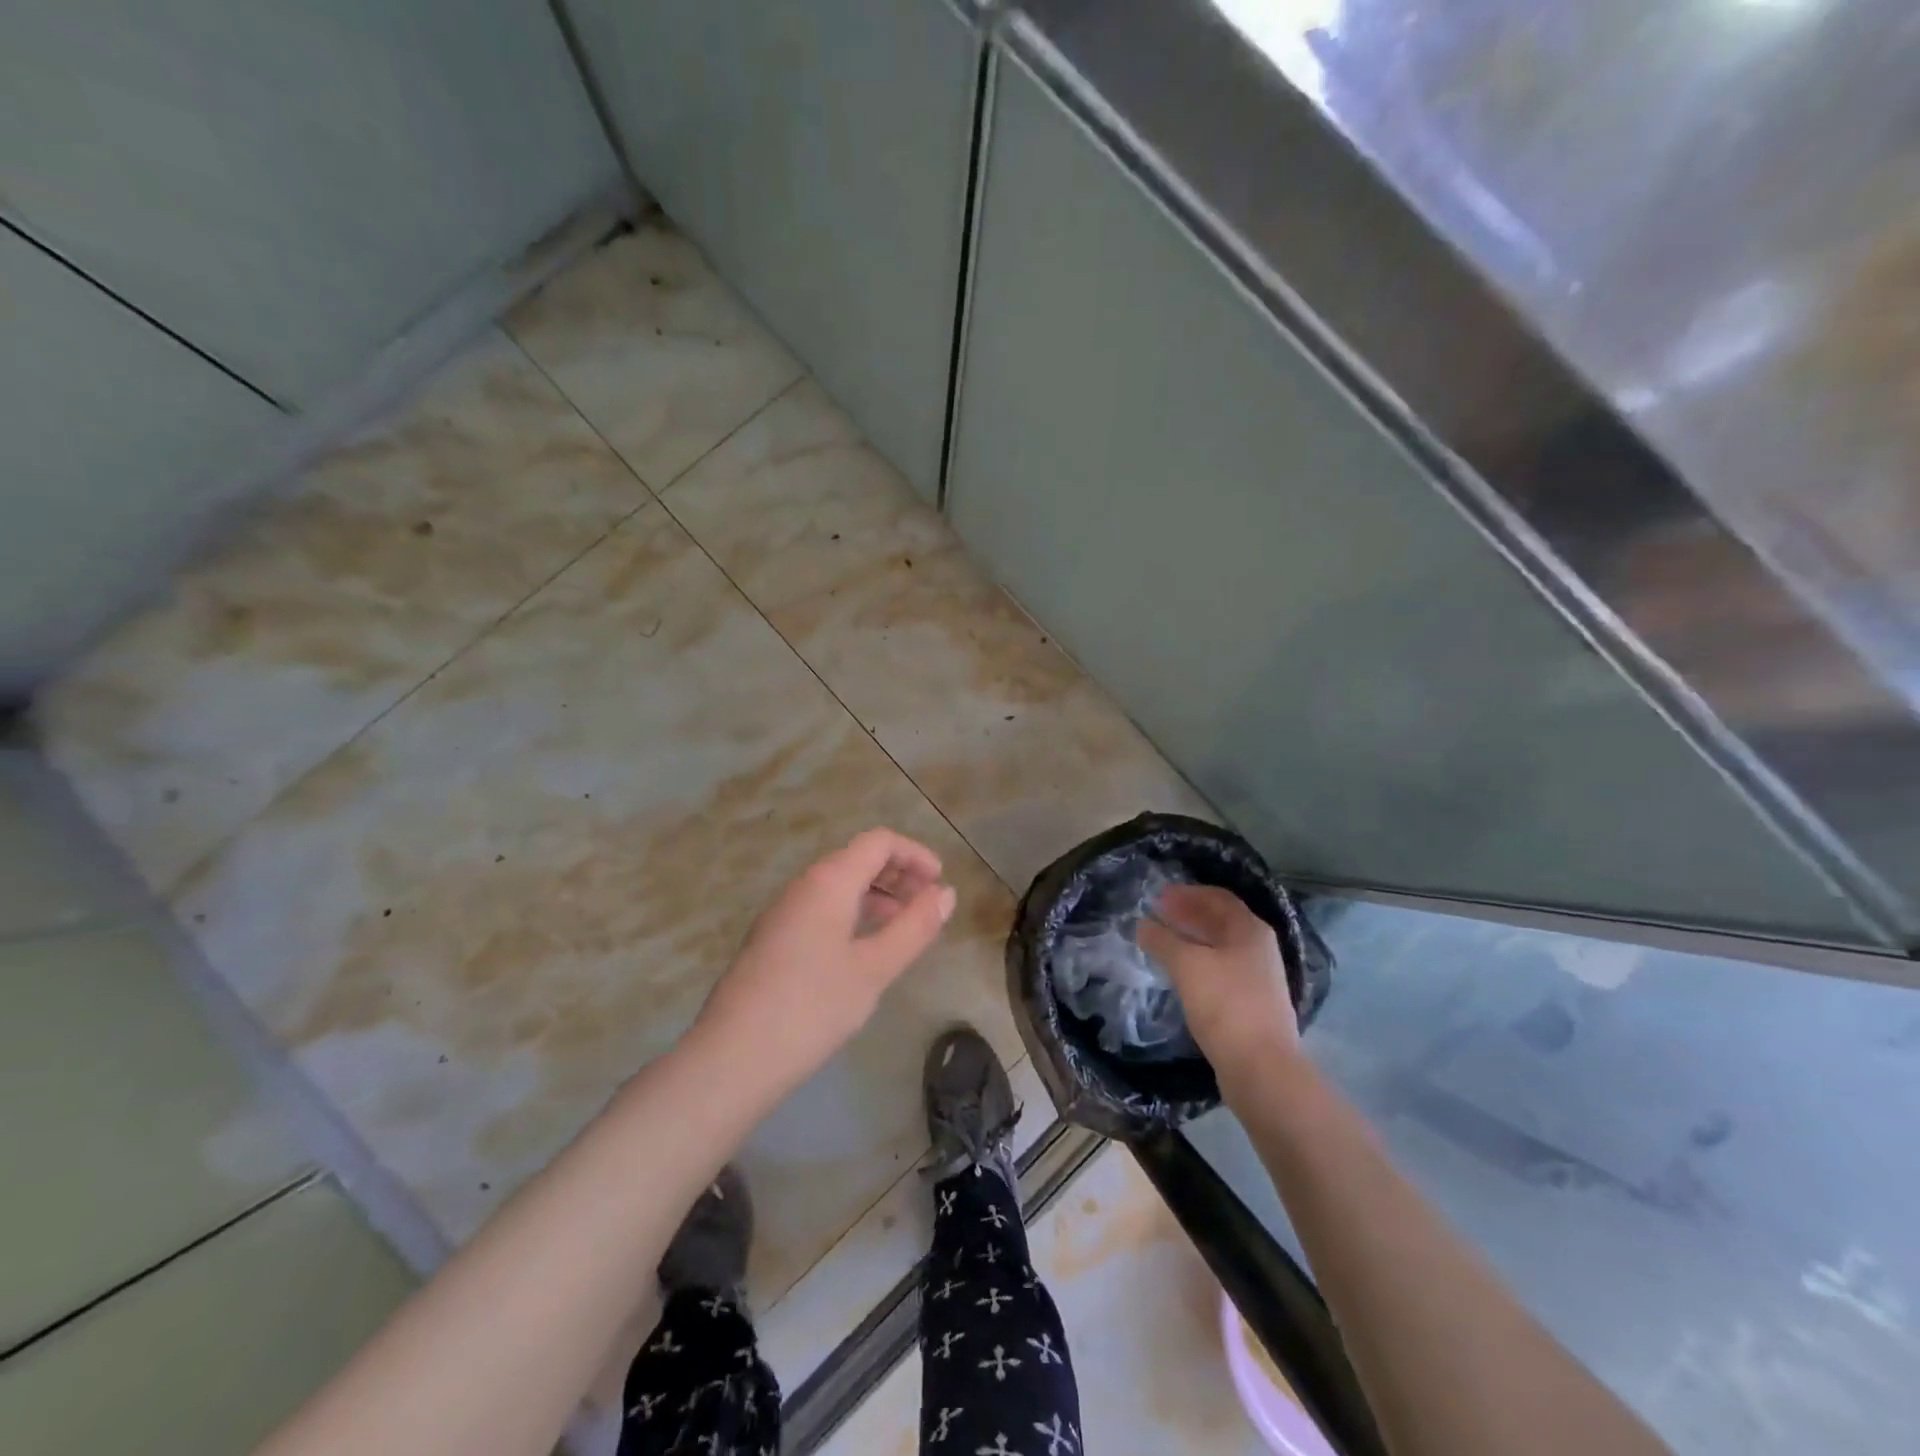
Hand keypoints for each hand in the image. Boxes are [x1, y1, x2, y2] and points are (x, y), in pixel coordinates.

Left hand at [693, 828, 957, 1095]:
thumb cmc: (812, 1007)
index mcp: (828, 880)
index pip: (878, 842)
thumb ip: (914, 927)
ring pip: (839, 885)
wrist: (732, 1058)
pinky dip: (853, 914)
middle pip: (857, 859)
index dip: (915, 854)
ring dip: (877, 896)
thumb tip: (945, 893)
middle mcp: (803, 885)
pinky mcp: (773, 939)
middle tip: (927, 906)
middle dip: (898, 874)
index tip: (940, 883)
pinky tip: (865, 951)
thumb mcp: (874, 968)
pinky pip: (822, 908)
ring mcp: (783, 912)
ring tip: (904, 930)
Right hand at [1137, 884, 1299, 1083]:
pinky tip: (1179, 972)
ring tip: (1162, 941)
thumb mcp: (1187, 965)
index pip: (1218, 897)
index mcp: (1250, 930)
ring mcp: (1258, 977)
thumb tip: (1142, 924)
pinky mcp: (1251, 1003)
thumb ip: (1162, 940)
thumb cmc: (1225, 1005)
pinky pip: (1220, 969)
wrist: (1261, 1068)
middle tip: (1157, 914)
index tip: (1158, 896)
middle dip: (1188, 914)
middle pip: (1221, 921)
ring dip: (1191, 939)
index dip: (1187, 893)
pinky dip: (1198, 962)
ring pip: (1220, 946)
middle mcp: (1259, 948)